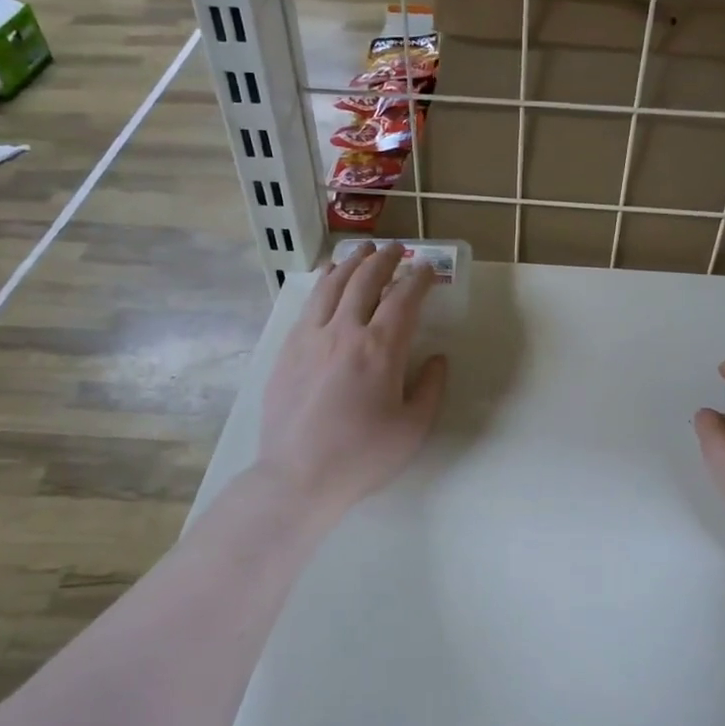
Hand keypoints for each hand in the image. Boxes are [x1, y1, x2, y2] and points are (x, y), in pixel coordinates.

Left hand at [254, 242, 448, 523]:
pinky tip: (327, 281)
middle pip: (365, 281)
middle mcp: (344, 332)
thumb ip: (431, 388)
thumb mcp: (413, 428)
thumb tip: (437, 359)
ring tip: (362, 251)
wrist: (299, 477)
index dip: (419, 279)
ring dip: (351, 263)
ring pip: (332, 286)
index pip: (404, 298)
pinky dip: (323, 284)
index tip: (428, 270)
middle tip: (397, 248)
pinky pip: (309, 305)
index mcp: (380, 349)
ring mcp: (310, 338)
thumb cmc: (363, 456)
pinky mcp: (287, 350)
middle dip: (385, 259)